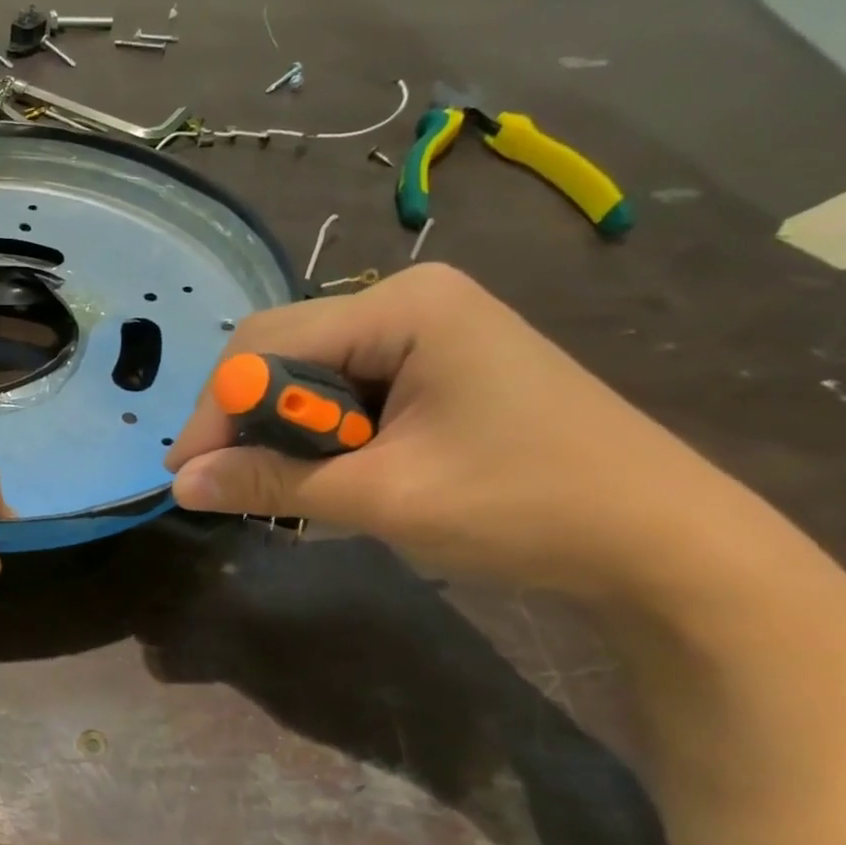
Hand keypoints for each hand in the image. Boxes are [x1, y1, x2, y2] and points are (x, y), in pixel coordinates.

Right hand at [164, 264, 788, 609]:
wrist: (665, 545)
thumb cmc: (525, 506)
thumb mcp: (381, 497)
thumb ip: (270, 483)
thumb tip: (180, 484)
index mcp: (402, 306)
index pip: (266, 345)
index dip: (215, 410)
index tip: (185, 474)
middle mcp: (407, 300)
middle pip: (282, 349)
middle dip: (245, 418)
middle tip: (220, 481)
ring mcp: (425, 329)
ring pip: (308, 372)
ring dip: (281, 430)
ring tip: (271, 485)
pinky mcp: (434, 364)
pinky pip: (344, 388)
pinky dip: (319, 433)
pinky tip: (324, 472)